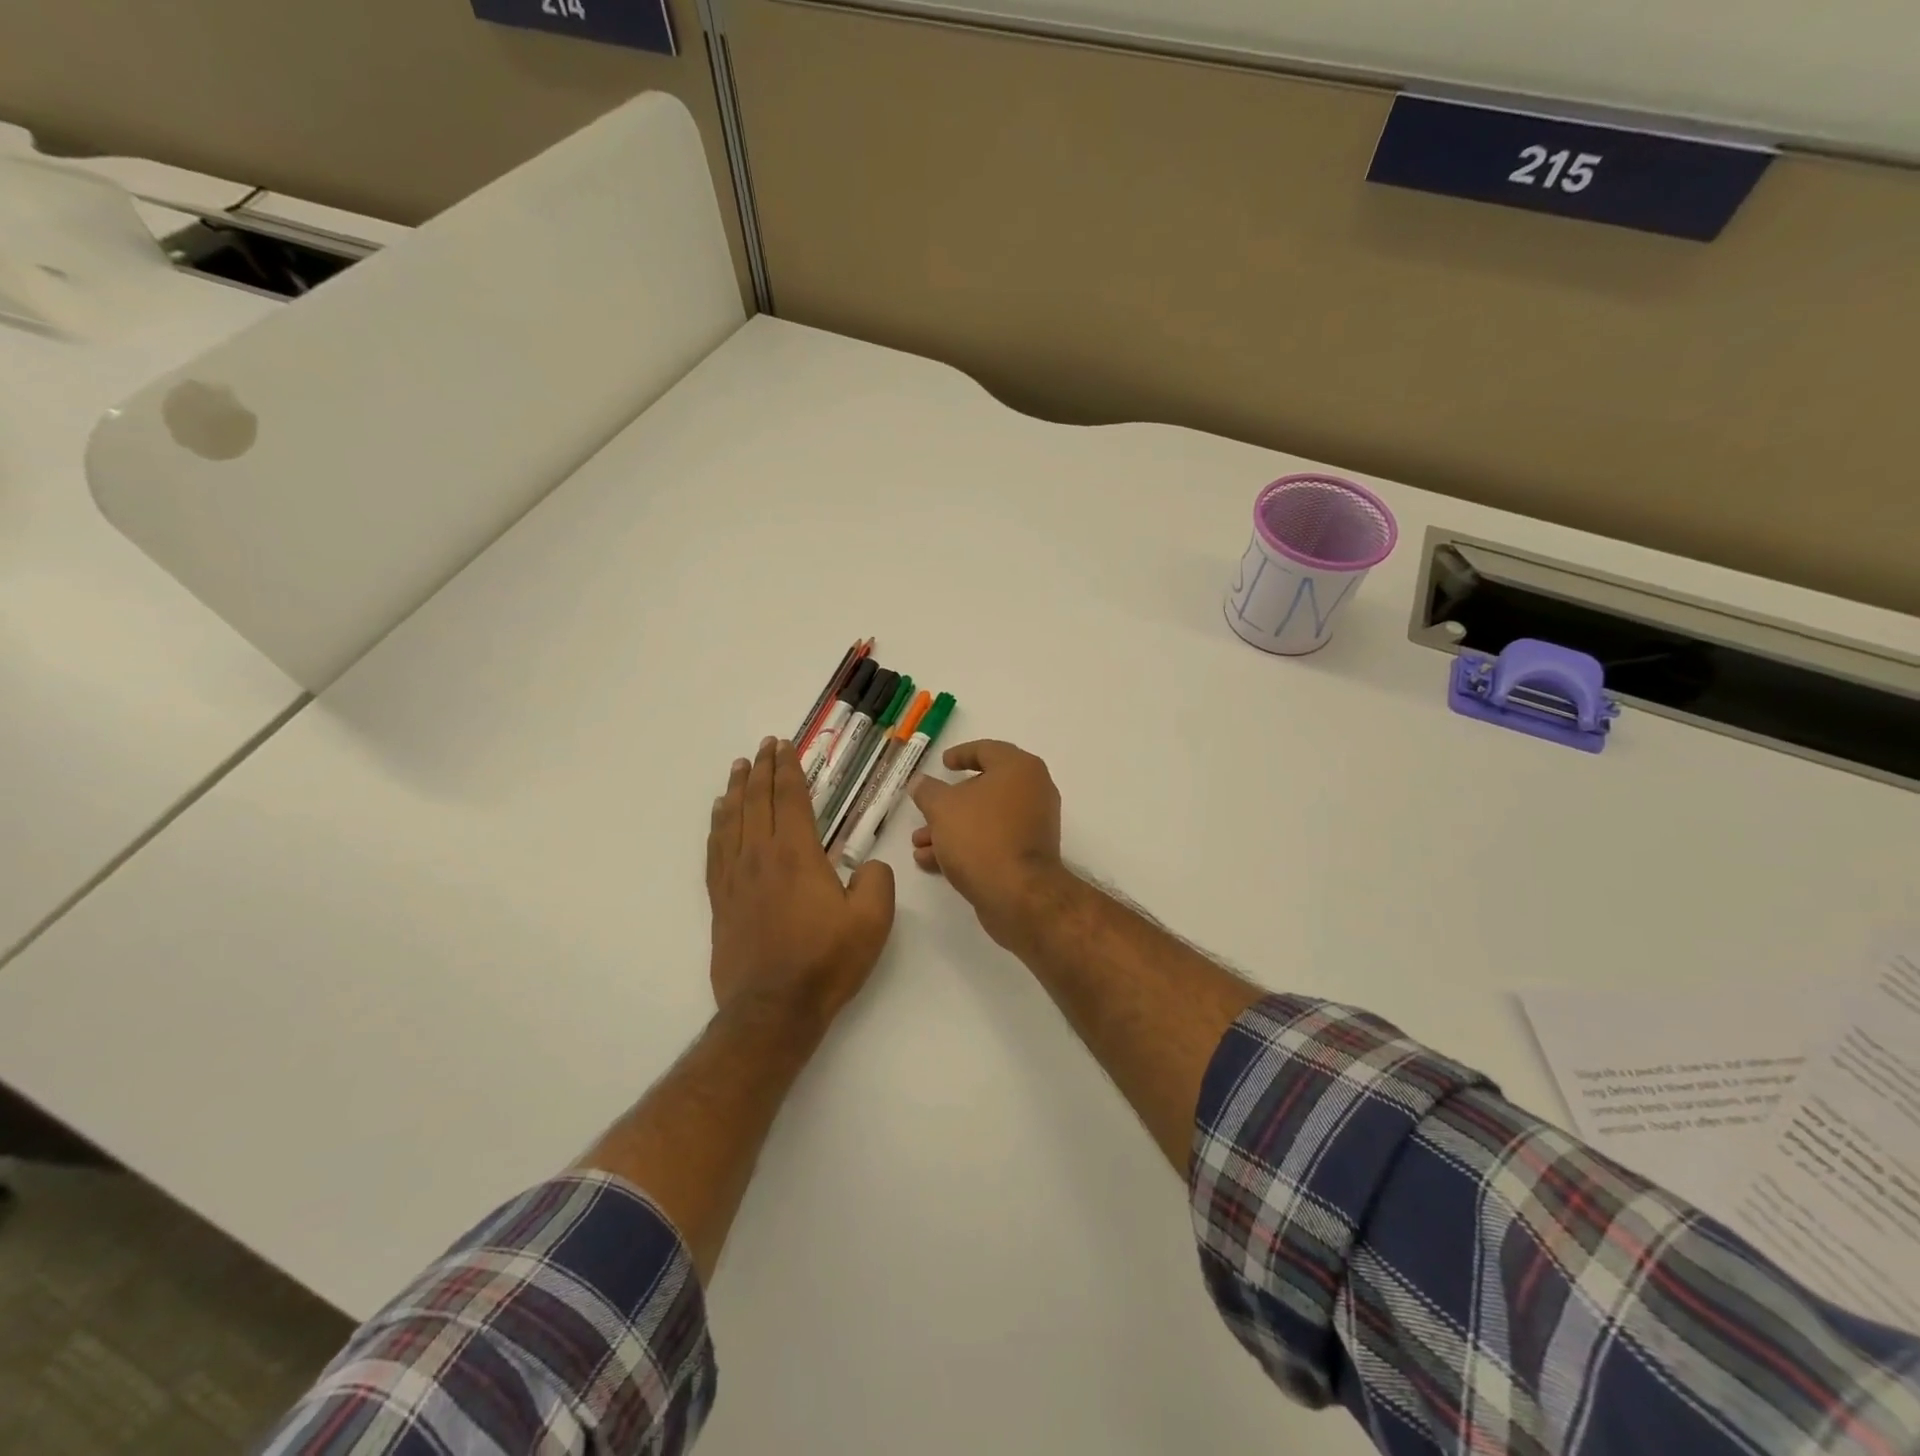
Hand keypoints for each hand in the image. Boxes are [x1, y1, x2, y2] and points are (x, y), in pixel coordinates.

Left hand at [708, 737, 895, 1024]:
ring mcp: (735, 878)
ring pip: (732, 820)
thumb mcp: (873, 921)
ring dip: (737, 790)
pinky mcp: (720, 901)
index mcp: (797, 854)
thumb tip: (868, 865)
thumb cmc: (826, 962)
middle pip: (757, 801)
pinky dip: (717, 825)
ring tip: (739, 768)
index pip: (790, 798)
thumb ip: (878, 880)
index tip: (785, 746)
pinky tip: (719, 815)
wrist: (773, 1010)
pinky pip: (715, 850)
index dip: (788, 768)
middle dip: (762, 769)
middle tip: (764, 746)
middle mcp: (760, 856)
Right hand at [910, 740, 1073, 950]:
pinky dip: (965, 846)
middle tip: (924, 808)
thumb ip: (928, 791)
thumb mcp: (942, 808)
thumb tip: (920, 782)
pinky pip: (993, 841)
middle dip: (947, 803)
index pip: (987, 750)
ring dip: (950, 828)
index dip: (961, 754)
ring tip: (919, 843)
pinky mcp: (1028, 855)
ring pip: (984, 819)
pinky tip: (931, 861)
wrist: (1019, 895)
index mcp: (1019, 769)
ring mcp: (1033, 825)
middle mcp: (1033, 791)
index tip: (942, 763)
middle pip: (984, 788)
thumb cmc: (981, 837)